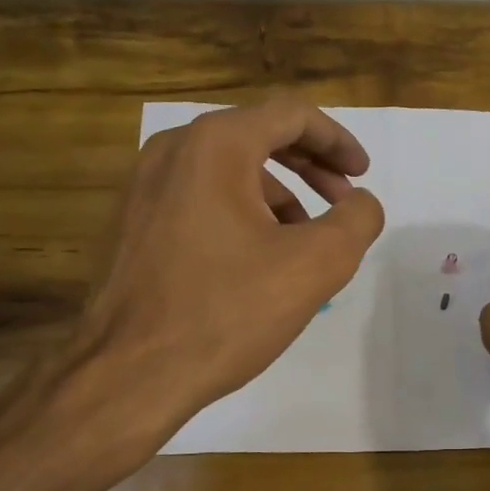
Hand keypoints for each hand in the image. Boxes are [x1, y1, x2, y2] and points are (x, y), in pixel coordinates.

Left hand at [66, 97, 384, 440]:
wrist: (127, 375)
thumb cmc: (225, 312)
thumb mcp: (314, 265)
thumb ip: (356, 221)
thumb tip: (361, 203)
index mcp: (215, 145)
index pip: (291, 115)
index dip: (337, 140)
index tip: (362, 175)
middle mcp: (172, 150)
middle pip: (257, 136)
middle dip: (309, 166)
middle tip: (342, 200)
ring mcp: (142, 187)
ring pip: (227, 171)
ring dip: (277, 194)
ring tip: (303, 242)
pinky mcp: (130, 223)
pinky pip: (198, 199)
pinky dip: (239, 213)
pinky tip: (256, 260)